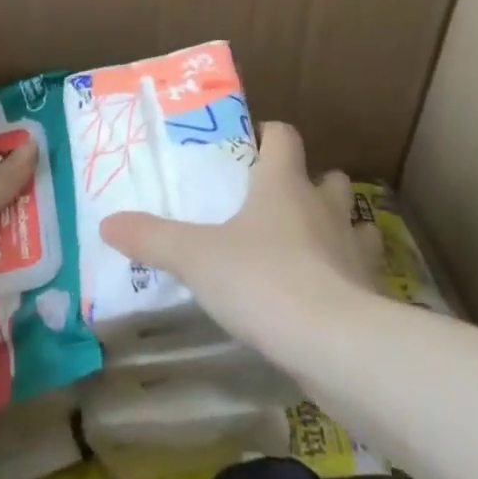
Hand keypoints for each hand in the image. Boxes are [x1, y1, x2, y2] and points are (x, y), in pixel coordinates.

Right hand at [99, 121, 379, 356]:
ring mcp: (352, 246)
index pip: (284, 135)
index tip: (249, 148)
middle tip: (275, 204)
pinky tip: (325, 293)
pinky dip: (347, 273)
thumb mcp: (195, 257)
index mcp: (283, 182)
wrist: (334, 343)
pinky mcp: (370, 290)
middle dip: (307, 183)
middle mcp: (323, 205)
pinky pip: (361, 268)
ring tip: (305, 247)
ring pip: (351, 219)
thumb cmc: (262, 279)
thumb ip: (152, 238)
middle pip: (326, 175)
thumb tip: (107, 222)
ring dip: (334, 226)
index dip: (268, 135)